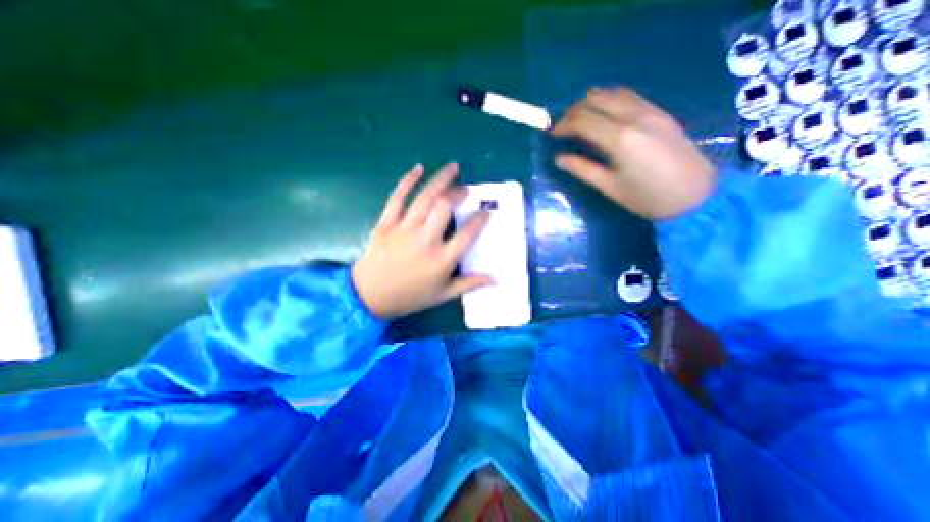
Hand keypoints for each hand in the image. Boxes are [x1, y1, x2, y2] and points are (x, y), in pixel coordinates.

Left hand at [351, 164, 492, 318]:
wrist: (369, 296)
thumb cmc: (409, 297)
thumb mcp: (442, 295)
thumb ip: (468, 284)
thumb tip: (495, 279)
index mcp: (441, 260)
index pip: (467, 234)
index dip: (480, 220)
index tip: (486, 212)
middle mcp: (425, 240)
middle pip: (445, 208)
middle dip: (459, 193)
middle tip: (466, 189)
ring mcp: (404, 229)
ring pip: (425, 198)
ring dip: (440, 180)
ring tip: (452, 167)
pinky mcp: (386, 224)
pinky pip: (397, 198)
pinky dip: (407, 181)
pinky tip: (418, 168)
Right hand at [550, 85, 718, 219]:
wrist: (694, 195)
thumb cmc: (646, 197)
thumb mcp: (609, 187)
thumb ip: (582, 169)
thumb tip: (559, 158)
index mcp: (619, 138)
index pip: (583, 119)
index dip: (563, 124)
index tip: (552, 134)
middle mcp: (634, 117)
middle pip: (596, 99)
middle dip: (575, 110)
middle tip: (565, 128)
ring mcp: (650, 111)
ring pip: (613, 92)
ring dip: (592, 102)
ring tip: (582, 121)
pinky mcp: (660, 112)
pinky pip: (630, 96)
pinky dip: (610, 101)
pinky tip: (605, 117)